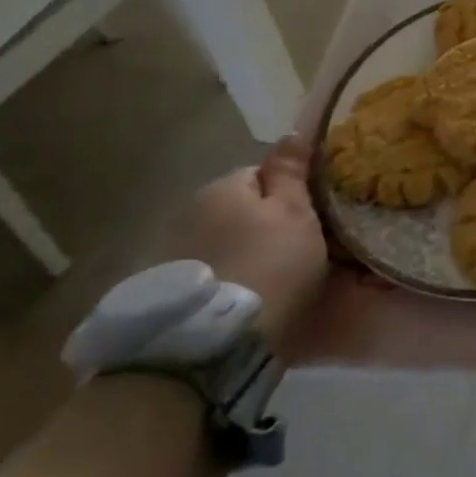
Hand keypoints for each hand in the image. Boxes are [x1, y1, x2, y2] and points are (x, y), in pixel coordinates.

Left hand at [176, 138, 327, 342]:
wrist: (212, 345)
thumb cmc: (269, 266)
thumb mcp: (296, 213)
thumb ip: (291, 172)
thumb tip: (293, 132)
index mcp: (222, 187)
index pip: (262, 173)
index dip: (290, 193)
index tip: (310, 218)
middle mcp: (188, 211)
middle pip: (240, 208)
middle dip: (264, 223)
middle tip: (296, 250)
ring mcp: (170, 252)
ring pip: (223, 240)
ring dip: (244, 251)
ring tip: (270, 280)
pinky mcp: (165, 291)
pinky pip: (208, 270)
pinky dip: (225, 277)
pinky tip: (242, 298)